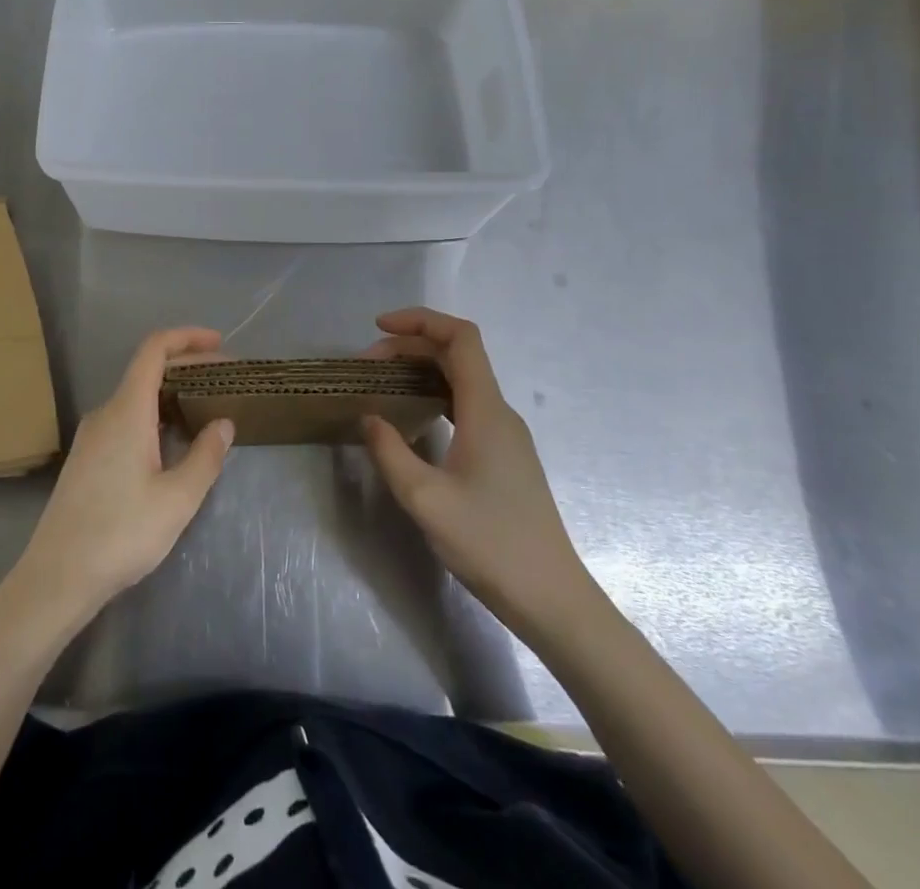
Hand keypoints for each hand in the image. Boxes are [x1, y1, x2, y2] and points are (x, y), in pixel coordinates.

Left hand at [6, 327, 233, 633]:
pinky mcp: (86, 458)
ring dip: (171, 393)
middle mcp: (105, 413)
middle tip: (224, 380)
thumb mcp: (177, 499)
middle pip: (146, 371)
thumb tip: (223, 424)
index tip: (219, 343)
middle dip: (187, 367)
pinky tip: (172, 442)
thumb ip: (205, 457)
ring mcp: (91, 436)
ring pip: (136, 397)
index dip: (186, 337)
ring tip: (205, 408)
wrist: (56, 577)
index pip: (154, 350)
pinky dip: (154, 415)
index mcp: (127, 411)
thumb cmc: (121, 534)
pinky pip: (125, 419)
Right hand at [362, 307, 594, 634]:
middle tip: (367, 366)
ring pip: (462, 380)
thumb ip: (390, 451)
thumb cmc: (490, 544)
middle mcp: (500, 412)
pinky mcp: (504, 456)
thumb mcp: (425, 499)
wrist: (551, 599)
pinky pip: (466, 405)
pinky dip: (434, 396)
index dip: (420, 320)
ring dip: (421, 370)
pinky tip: (411, 418)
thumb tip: (369, 417)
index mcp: (486, 410)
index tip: (379, 328)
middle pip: (457, 355)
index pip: (460, 338)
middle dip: (410, 346)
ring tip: (382, 385)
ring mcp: (505, 434)